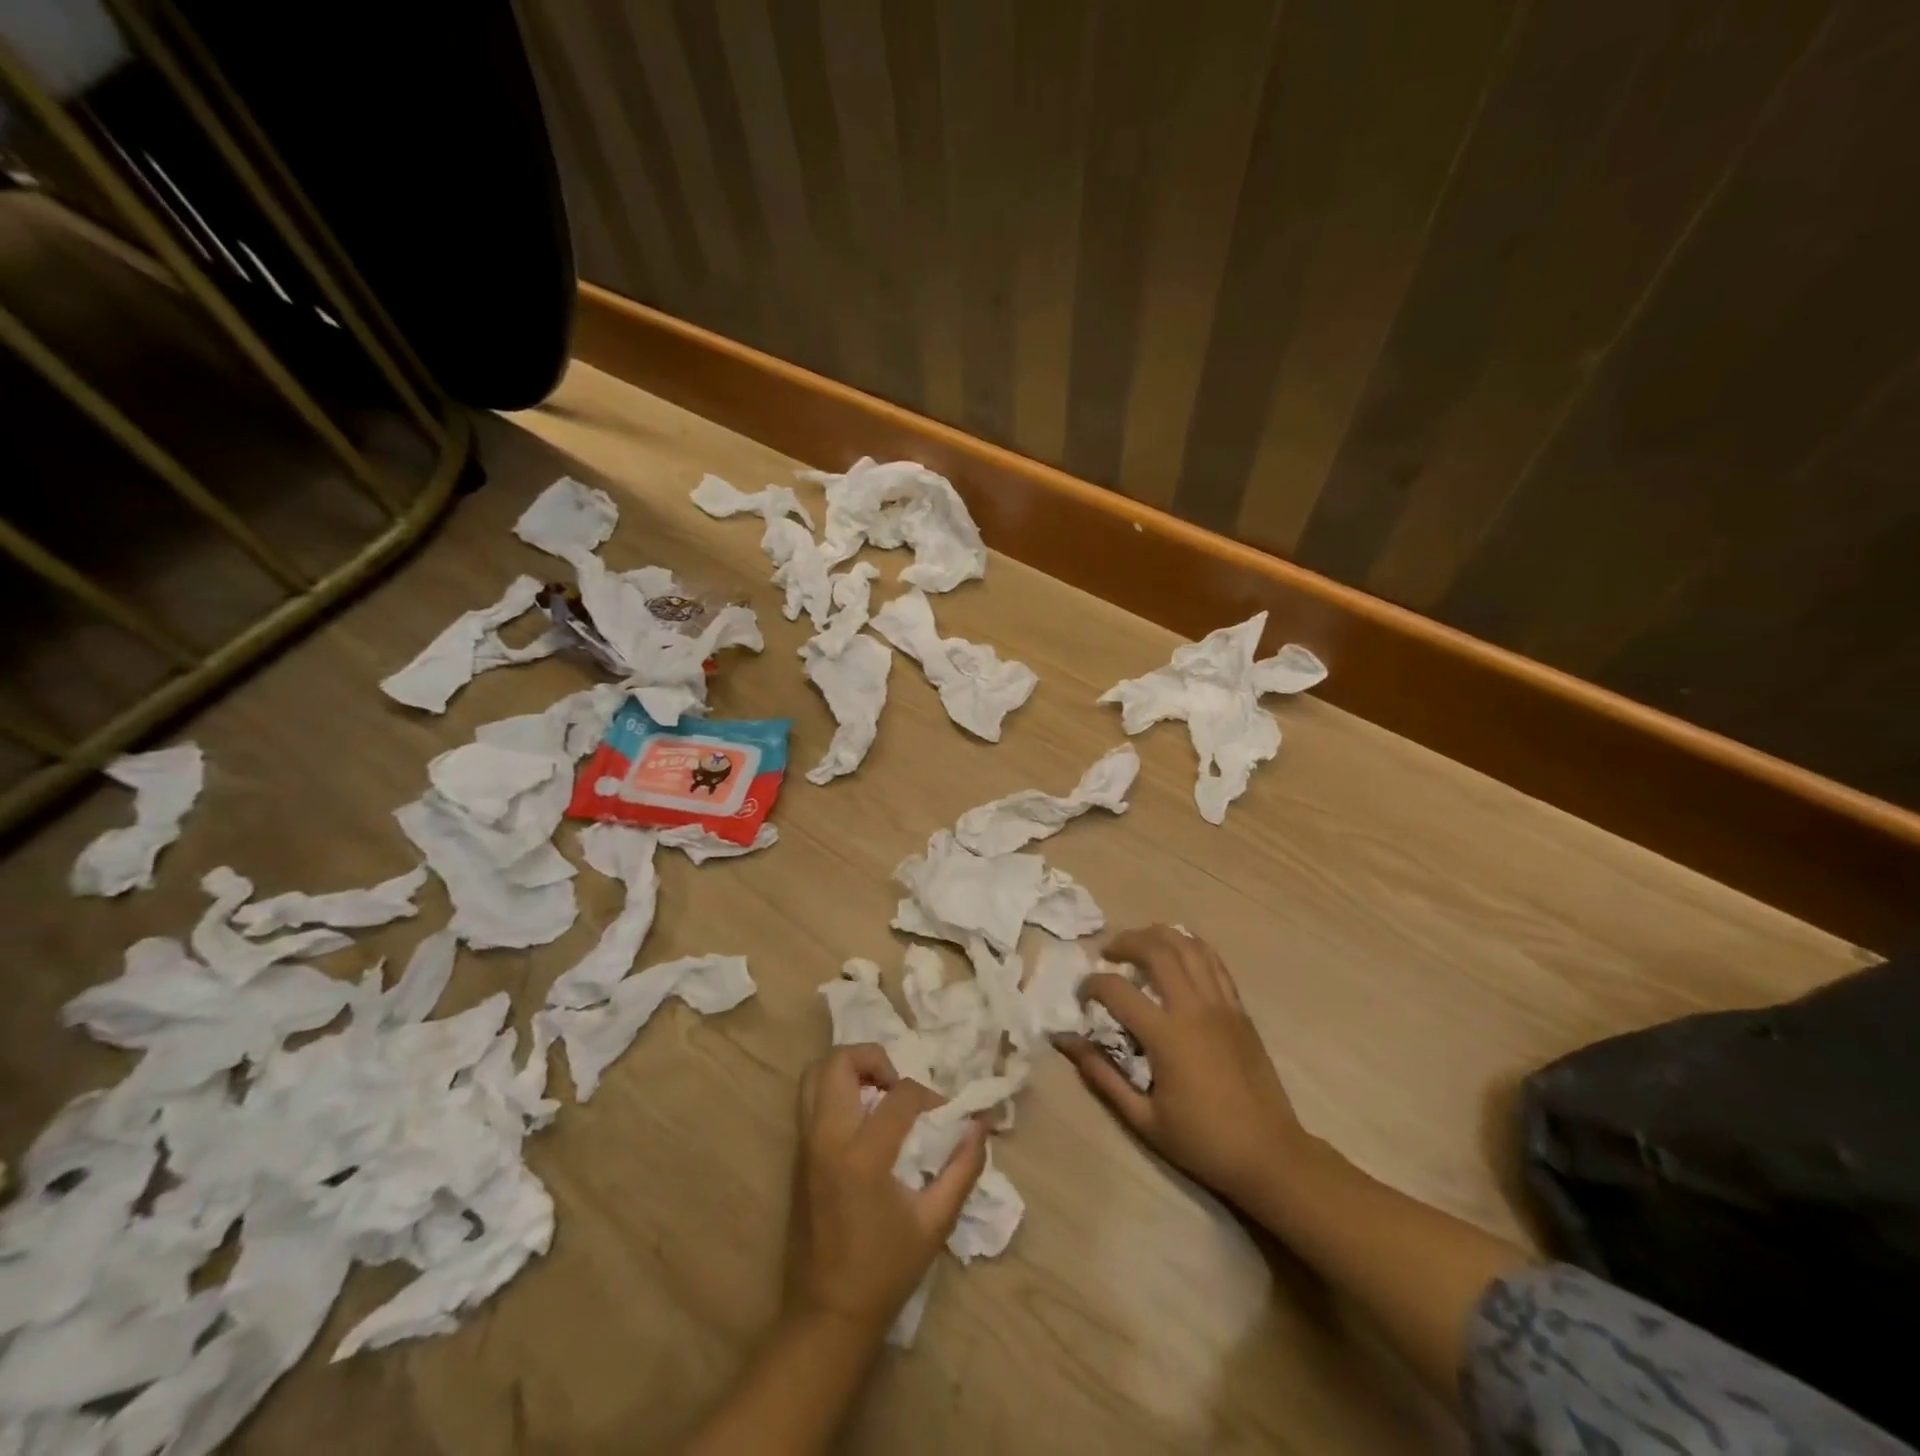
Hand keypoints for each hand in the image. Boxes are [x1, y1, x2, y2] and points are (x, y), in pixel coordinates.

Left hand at [786, 1044, 988, 1337]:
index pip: (899, 1095)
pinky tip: (862, 1117)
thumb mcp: (934, 1223)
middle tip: (899, 1084)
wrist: (825, 1315)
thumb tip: (980, 1126)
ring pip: (814, 1074)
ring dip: (849, 1068)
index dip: (928, 1095)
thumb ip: (962, 1169)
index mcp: (862, 1157)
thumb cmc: (884, 1271)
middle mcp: (827, 1139)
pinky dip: (835, 1090)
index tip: (944, 1113)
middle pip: (840, 1063)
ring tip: (878, 1092)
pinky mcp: (797, 1154)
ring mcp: (805, 1144)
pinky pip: (809, 1099)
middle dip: (875, 1058)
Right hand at [1056, 925, 1311, 1211]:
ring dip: (1159, 935)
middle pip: (1156, 950)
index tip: (1082, 995)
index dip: (1091, 985)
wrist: (1269, 1155)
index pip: (1117, 990)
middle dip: (1125, 942)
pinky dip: (1192, 947)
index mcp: (1167, 1036)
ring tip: (1140, 943)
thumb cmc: (1202, 1142)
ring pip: (1189, 947)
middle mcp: (1194, 1009)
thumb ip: (1101, 1075)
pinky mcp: (1240, 1010)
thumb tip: (1065, 1042)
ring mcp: (1222, 1005)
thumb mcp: (1143, 1119)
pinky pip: (1215, 963)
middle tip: (1108, 953)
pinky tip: (1178, 952)